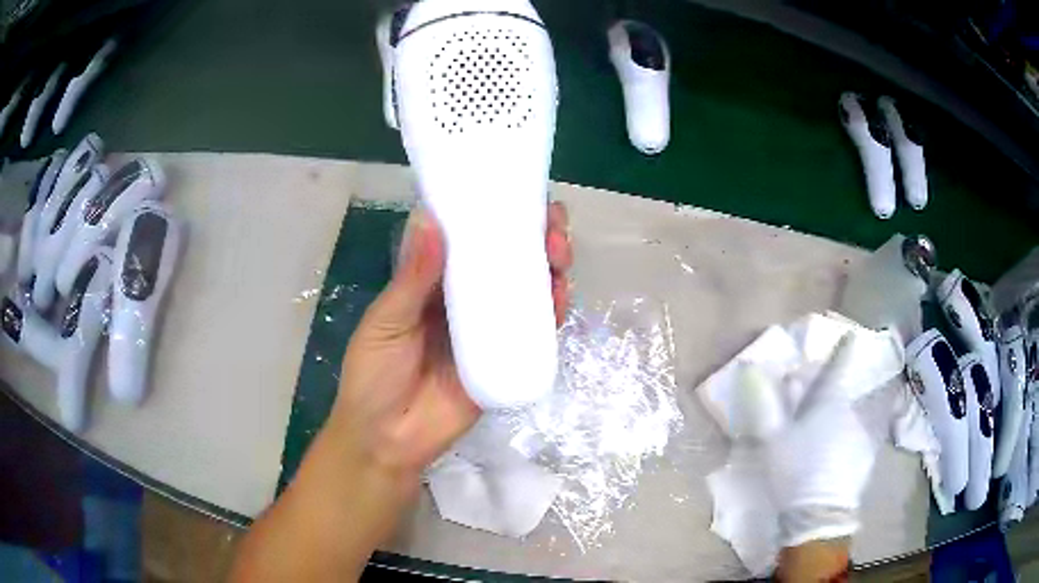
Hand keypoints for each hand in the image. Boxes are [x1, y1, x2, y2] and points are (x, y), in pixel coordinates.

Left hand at [230, 203, 572, 582]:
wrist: (389, 440)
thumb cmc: (374, 376)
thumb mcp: (386, 324)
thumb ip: (411, 279)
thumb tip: (430, 220)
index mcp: (432, 281)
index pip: (467, 237)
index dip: (493, 213)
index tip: (517, 193)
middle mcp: (464, 298)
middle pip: (505, 258)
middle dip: (534, 236)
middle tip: (551, 227)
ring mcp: (488, 328)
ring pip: (526, 288)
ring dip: (549, 266)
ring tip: (560, 255)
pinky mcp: (505, 358)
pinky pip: (533, 329)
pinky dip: (551, 309)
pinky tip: (561, 295)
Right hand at [765, 335, 877, 549]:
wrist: (818, 514)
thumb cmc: (794, 470)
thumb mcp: (772, 438)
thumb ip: (764, 403)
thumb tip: (750, 368)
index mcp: (828, 403)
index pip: (837, 368)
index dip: (844, 350)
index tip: (852, 335)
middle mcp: (851, 412)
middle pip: (839, 399)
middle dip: (827, 402)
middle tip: (810, 419)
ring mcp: (861, 434)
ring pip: (847, 422)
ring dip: (835, 426)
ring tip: (818, 449)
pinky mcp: (866, 456)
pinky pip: (854, 442)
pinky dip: (844, 445)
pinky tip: (831, 464)